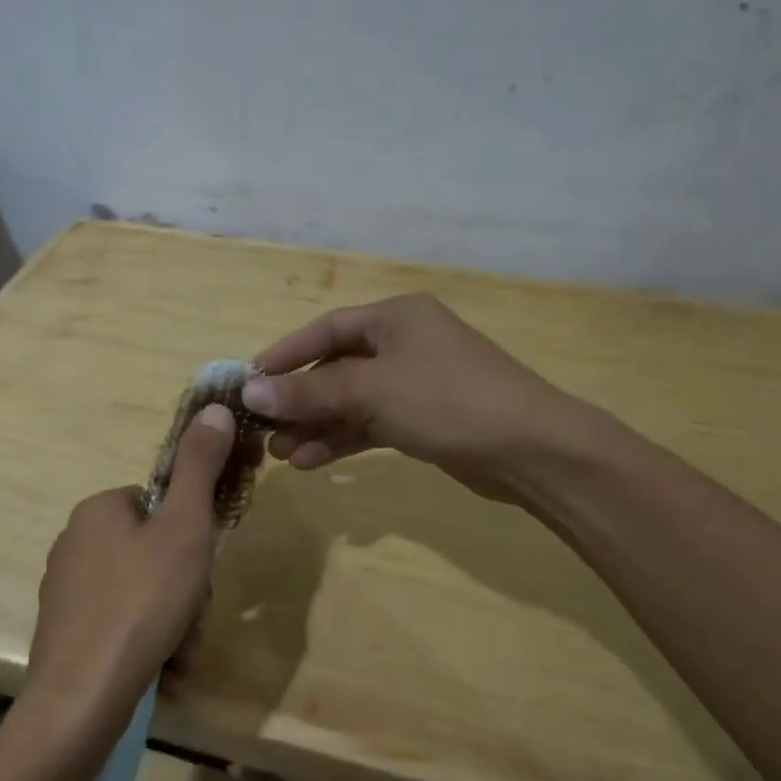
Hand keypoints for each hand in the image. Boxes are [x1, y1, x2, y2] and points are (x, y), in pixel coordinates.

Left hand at [22, 403, 237, 743]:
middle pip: (153, 553)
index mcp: (98, 509)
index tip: (201, 570)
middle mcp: (74, 541)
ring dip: (172, 621)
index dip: (191, 538)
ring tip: (177, 654)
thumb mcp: (185, 528)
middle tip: (192, 619)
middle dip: (185, 589)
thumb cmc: (141, 603)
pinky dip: (147, 643)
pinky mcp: (65, 632)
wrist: (81, 698)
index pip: (160, 506)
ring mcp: (66, 590)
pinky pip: (122, 625)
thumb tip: (216, 408)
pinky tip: (160, 670)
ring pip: (142, 593)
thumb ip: (201, 467)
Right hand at [241, 294, 597, 500]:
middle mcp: (403, 343)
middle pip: (335, 368)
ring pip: (351, 401)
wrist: (531, 450)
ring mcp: (415, 382)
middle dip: (299, 400)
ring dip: (317, 426)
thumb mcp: (371, 391)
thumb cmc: (447, 400)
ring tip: (282, 455)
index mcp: (395, 317)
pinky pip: (371, 424)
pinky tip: (313, 463)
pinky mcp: (424, 418)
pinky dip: (343, 440)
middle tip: (264, 429)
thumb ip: (309, 392)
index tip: (250, 381)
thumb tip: (249, 392)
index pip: (326, 330)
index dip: (285, 354)